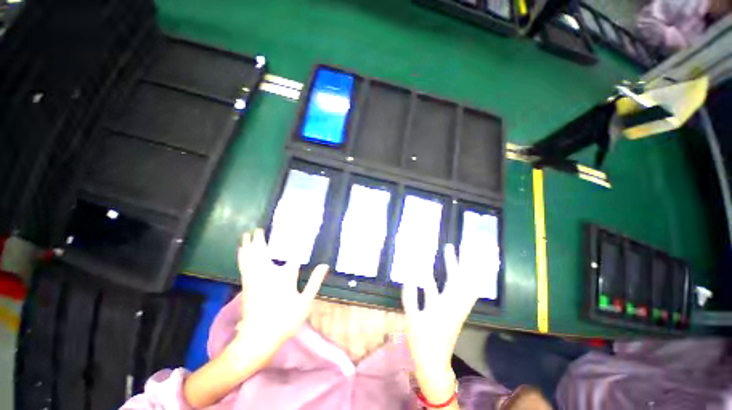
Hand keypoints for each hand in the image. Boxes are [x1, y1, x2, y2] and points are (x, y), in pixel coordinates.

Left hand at [232, 228, 328, 366]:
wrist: (257, 339)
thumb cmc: (285, 320)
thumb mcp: (305, 302)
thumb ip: (315, 282)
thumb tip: (324, 265)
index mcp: (284, 275)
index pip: (293, 253)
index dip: (296, 240)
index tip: (299, 229)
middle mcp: (267, 272)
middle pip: (263, 250)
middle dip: (261, 238)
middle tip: (260, 228)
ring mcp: (254, 278)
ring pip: (250, 255)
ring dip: (249, 244)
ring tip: (248, 234)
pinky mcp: (246, 284)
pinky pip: (243, 264)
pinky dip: (242, 254)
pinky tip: (241, 250)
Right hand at [401, 244, 481, 404]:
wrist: (434, 363)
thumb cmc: (422, 341)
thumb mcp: (412, 318)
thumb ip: (410, 298)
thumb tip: (409, 279)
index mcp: (444, 305)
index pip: (450, 278)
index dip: (450, 262)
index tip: (447, 247)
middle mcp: (455, 306)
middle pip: (461, 280)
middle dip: (459, 262)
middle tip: (453, 248)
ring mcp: (459, 310)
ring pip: (468, 288)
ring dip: (468, 272)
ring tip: (466, 259)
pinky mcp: (458, 315)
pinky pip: (468, 296)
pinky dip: (470, 285)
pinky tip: (468, 279)